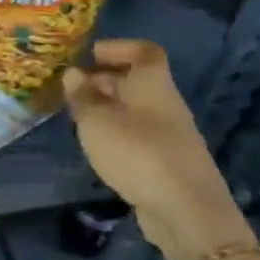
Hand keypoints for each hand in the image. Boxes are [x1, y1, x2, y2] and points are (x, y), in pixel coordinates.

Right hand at [63, 40, 253, 259]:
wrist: (186, 211)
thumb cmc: (138, 153)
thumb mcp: (97, 122)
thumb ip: (83, 96)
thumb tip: (74, 74)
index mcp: (153, 85)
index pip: (145, 52)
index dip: (120, 47)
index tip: (92, 54)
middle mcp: (165, 104)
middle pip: (136, 82)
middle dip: (104, 80)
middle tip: (73, 89)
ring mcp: (169, 135)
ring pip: (135, 110)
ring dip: (108, 109)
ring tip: (79, 119)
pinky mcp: (167, 162)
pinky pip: (138, 135)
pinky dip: (117, 133)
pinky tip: (99, 148)